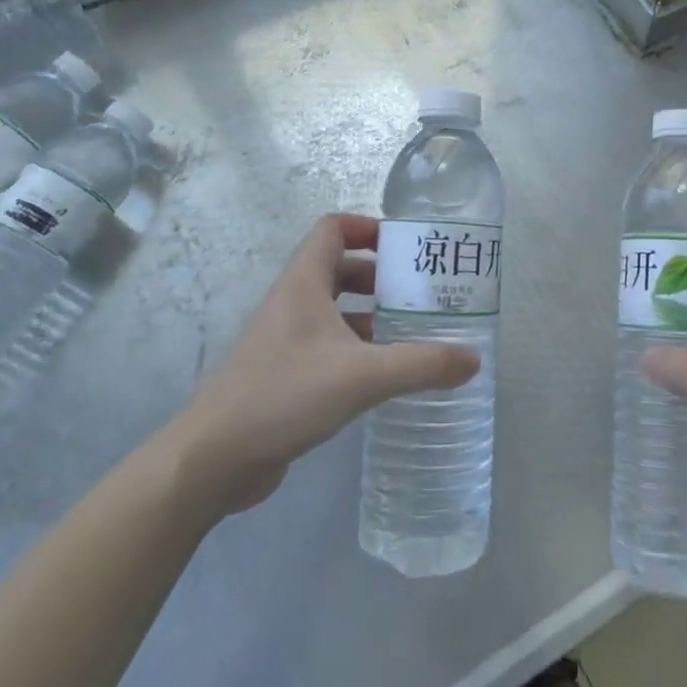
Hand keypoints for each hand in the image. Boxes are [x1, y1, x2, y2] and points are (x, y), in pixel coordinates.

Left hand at [168, 214, 479, 521]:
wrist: (213, 459)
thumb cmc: (285, 395)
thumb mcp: (363, 376)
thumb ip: (422, 365)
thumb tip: (473, 359)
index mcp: (304, 284)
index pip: (333, 229)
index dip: (368, 227)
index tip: (406, 246)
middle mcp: (292, 302)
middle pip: (339, 268)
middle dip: (380, 275)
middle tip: (421, 292)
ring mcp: (284, 339)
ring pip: (334, 310)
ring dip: (371, 314)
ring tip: (413, 331)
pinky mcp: (283, 373)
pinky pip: (327, 345)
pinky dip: (357, 348)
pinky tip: (384, 374)